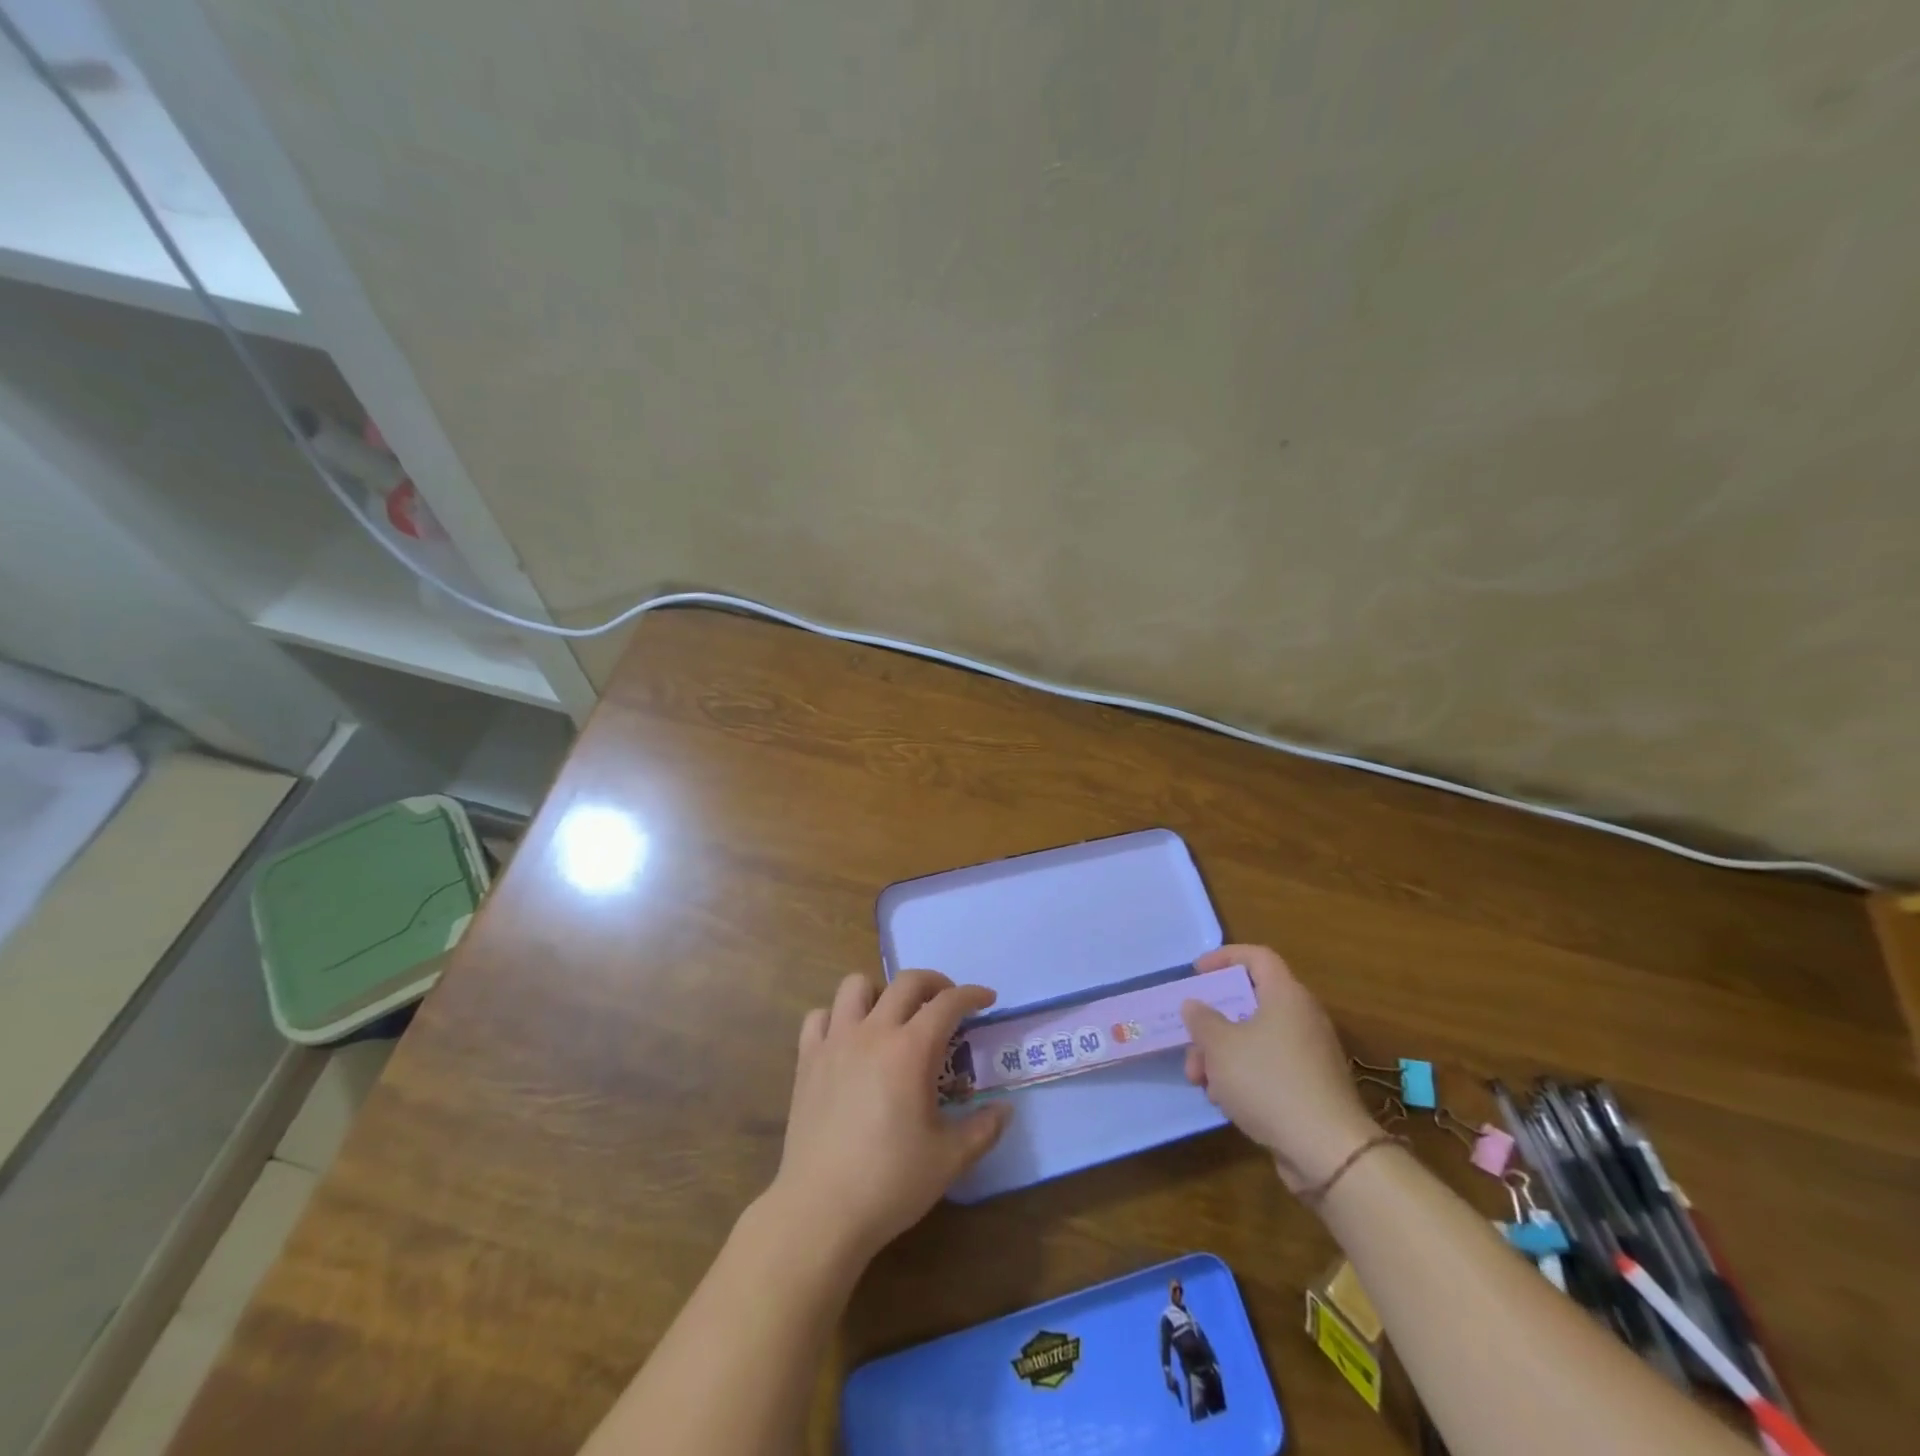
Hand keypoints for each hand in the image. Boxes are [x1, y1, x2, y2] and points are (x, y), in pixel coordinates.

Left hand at [765, 970, 1012, 1270]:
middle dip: (934, 982)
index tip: (987, 1000)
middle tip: (948, 1002)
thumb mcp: (949, 1159)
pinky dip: (838, 1017)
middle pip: (906, 982)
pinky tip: (849, 1040)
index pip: (947, 1003)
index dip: (972, 995)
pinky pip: (820, 1017)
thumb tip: (1004, 1110)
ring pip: (856, 986)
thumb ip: (983, 1129)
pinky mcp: (807, 1060)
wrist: (820, 1210)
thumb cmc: (890, 1182)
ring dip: (881, 991)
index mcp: (911, 1050)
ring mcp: (835, 1042)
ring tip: (893, 1016)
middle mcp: (873, 1032)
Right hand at [1180, 944, 1378, 1194]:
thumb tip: (1195, 1005)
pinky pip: (1269, 1067)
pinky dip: (1244, 1076)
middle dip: (1213, 1023)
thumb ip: (1202, 1019)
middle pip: (1250, 1004)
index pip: (1257, 957)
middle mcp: (1302, 1018)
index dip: (1224, 957)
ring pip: (1255, 1039)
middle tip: (1190, 1042)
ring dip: (1222, 1055)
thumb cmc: (1269, 1081)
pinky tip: (1226, 1102)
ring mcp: (1309, 1054)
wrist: (1328, 1151)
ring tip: (1201, 1082)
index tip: (1196, 973)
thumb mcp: (1221, 1046)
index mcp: (1286, 995)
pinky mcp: (1311, 1087)